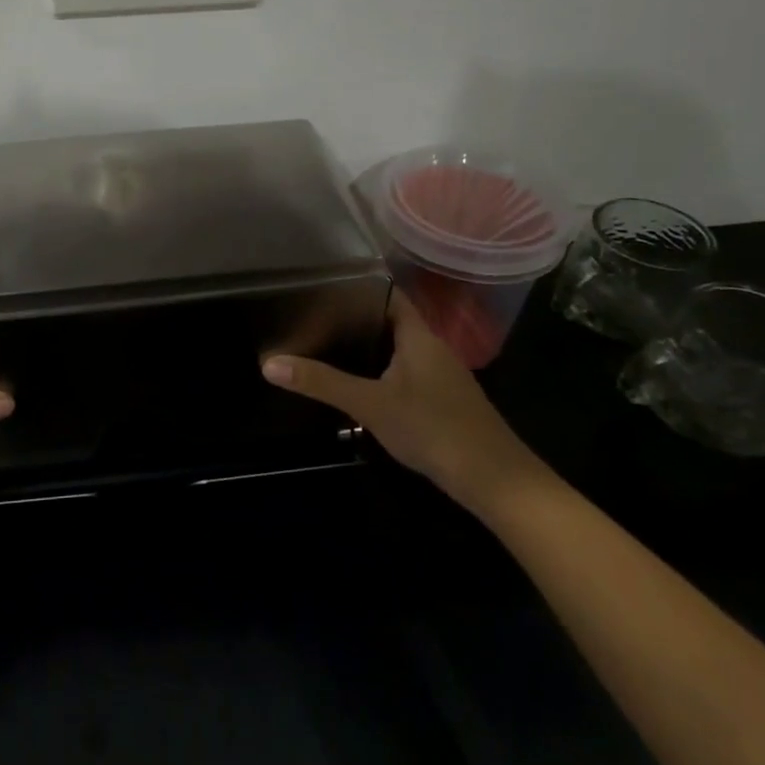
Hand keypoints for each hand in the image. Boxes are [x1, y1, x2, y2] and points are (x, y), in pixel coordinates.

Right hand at [261, 291, 545, 514]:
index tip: (322, 284)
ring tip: (325, 343)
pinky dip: (381, 371)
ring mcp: (441, 376)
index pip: (389, 294)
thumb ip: (322, 383)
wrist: (495, 480)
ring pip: (398, 349)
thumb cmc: (433, 428)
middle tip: (312, 315)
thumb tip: (269, 363)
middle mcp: (432, 348)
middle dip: (355, 317)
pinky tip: (359, 384)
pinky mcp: (442, 400)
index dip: (359, 286)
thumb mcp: (370, 404)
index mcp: (419, 335)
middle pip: (391, 320)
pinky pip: (405, 372)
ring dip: (368, 346)